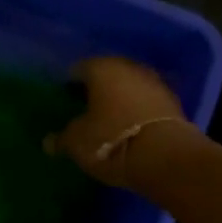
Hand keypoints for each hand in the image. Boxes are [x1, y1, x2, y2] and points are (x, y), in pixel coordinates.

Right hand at [51, 57, 194, 188]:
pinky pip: (147, 100)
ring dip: (121, 97)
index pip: (79, 69)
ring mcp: (154, 81)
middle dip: (97, 88)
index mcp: (101, 68)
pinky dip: (138, 108)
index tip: (64, 99)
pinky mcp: (172, 100)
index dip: (69, 84)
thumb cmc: (112, 141)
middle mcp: (129, 67)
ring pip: (130, 85)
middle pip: (108, 73)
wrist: (165, 156)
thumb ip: (62, 138)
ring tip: (110, 117)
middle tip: (86, 107)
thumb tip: (49, 141)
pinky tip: (132, 125)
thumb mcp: (78, 143)